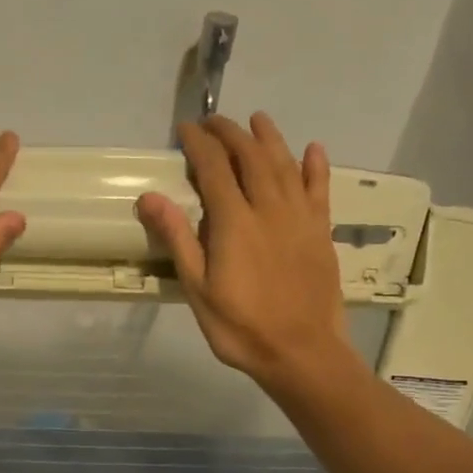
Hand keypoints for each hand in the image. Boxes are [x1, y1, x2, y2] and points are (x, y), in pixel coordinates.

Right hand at [136, 114, 350, 396]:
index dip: (198, 144)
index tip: (185, 130)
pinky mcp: (321, 232)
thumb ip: (178, 238)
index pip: (214, 168)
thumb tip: (150, 197)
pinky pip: (320, 189)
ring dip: (270, 138)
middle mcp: (269, 208)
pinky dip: (316, 166)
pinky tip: (313, 149)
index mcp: (234, 222)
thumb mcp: (197, 289)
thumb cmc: (240, 327)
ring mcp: (300, 218)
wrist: (301, 351)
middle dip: (231, 134)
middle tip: (214, 123)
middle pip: (251, 157)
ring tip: (257, 120)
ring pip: (286, 164)